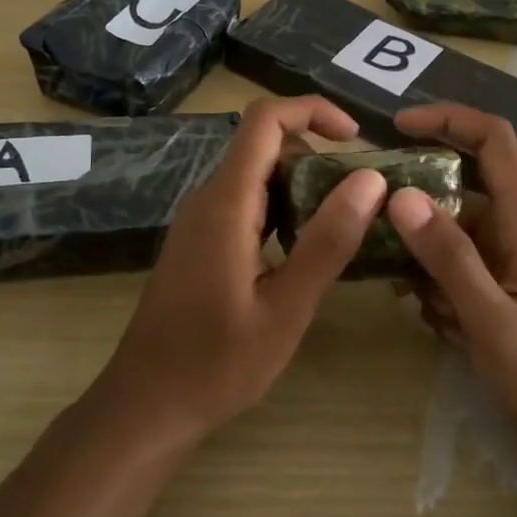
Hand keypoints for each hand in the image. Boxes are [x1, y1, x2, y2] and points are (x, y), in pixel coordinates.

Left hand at [99, 96, 387, 443]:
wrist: (146, 405)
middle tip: (361, 196)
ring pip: (256, 177)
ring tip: (344, 224)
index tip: (357, 139)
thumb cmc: (217, 363)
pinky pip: (245, 205)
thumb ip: (328, 241)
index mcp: (226, 203)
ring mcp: (200, 222)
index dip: (313, 111)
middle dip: (317, 155)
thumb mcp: (286, 308)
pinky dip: (282, 210)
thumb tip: (370, 179)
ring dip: (302, 186)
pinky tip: (305, 251)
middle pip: (264, 146)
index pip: (266, 121)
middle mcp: (208, 200)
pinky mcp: (200, 244)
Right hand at [385, 103, 516, 474]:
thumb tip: (401, 195)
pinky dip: (439, 287)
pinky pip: (459, 267)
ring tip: (415, 302)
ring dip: (425, 260)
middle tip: (370, 225)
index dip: (447, 119)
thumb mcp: (495, 322)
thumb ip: (450, 258)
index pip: (492, 140)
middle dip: (415, 203)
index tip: (396, 127)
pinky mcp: (505, 287)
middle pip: (459, 186)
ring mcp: (511, 260)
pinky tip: (441, 326)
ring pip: (451, 233)